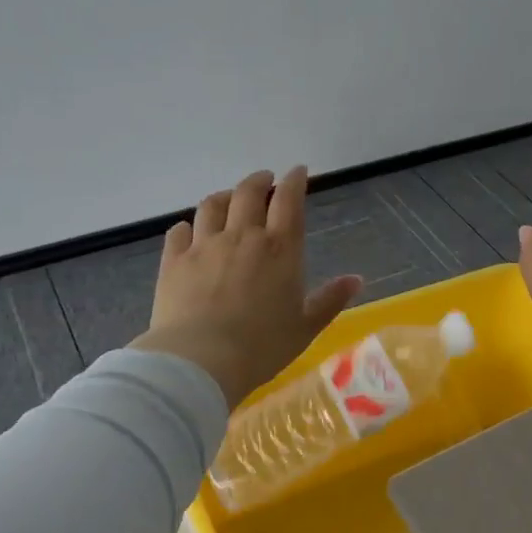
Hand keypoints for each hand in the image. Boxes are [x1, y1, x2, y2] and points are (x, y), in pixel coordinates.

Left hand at [129, 168, 361, 407]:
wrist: (201, 361)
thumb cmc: (262, 346)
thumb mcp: (306, 327)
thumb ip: (330, 299)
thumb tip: (356, 279)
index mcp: (280, 248)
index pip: (288, 199)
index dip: (294, 180)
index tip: (297, 171)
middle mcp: (243, 236)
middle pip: (248, 192)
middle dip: (259, 180)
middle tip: (264, 180)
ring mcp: (204, 245)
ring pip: (212, 205)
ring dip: (224, 196)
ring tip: (229, 198)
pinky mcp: (174, 261)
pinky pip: (179, 231)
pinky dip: (188, 226)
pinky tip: (190, 231)